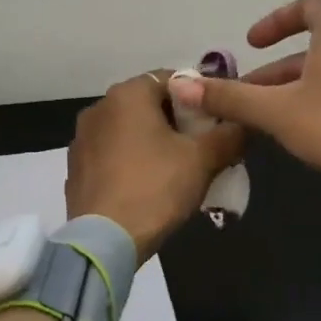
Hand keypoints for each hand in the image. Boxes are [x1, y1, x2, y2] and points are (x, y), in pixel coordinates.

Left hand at [66, 72, 245, 262]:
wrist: (104, 241)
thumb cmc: (156, 188)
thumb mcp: (204, 159)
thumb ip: (230, 135)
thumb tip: (245, 123)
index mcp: (128, 94)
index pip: (173, 79)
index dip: (200, 99)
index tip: (217, 122)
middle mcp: (99, 107)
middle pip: (149, 105)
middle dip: (177, 122)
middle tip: (202, 149)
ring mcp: (82, 139)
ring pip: (129, 131)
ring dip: (153, 143)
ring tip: (177, 171)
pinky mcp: (76, 168)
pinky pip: (112, 155)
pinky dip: (131, 162)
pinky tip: (147, 188)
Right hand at [173, 0, 320, 207]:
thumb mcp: (277, 111)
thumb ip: (230, 98)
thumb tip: (180, 85)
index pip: (308, 6)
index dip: (277, 20)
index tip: (252, 43)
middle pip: (314, 46)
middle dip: (276, 70)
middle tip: (248, 95)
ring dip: (296, 89)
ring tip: (269, 119)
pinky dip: (320, 102)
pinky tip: (306, 134)